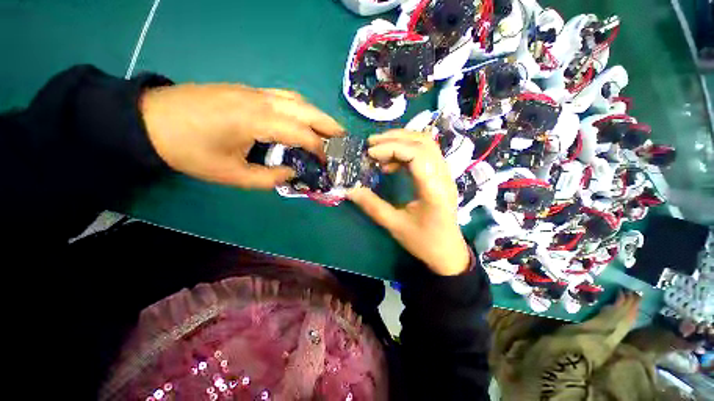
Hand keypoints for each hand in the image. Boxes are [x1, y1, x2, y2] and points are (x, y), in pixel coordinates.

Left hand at [140, 84, 343, 187]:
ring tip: (327, 130)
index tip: (326, 163)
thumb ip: (268, 178)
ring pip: (296, 99)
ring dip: (316, 114)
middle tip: (343, 138)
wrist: (150, 121)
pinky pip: (283, 97)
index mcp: (257, 120)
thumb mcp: (231, 175)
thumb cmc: (190, 151)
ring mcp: (253, 91)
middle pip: (306, 109)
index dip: (319, 149)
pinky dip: (300, 109)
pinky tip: (301, 120)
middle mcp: (261, 100)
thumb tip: (292, 174)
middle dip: (328, 124)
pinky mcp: (246, 90)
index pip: (301, 133)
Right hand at [348, 130, 469, 275]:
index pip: (417, 154)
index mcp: (434, 190)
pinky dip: (406, 151)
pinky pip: (425, 153)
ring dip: (401, 141)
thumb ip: (372, 206)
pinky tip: (391, 163)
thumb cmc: (424, 242)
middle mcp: (443, 176)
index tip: (370, 154)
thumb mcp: (395, 226)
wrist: (447, 252)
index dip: (392, 148)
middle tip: (371, 144)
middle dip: (394, 138)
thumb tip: (350, 190)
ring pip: (426, 143)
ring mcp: (445, 174)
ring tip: (379, 150)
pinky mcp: (440, 176)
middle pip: (423, 142)